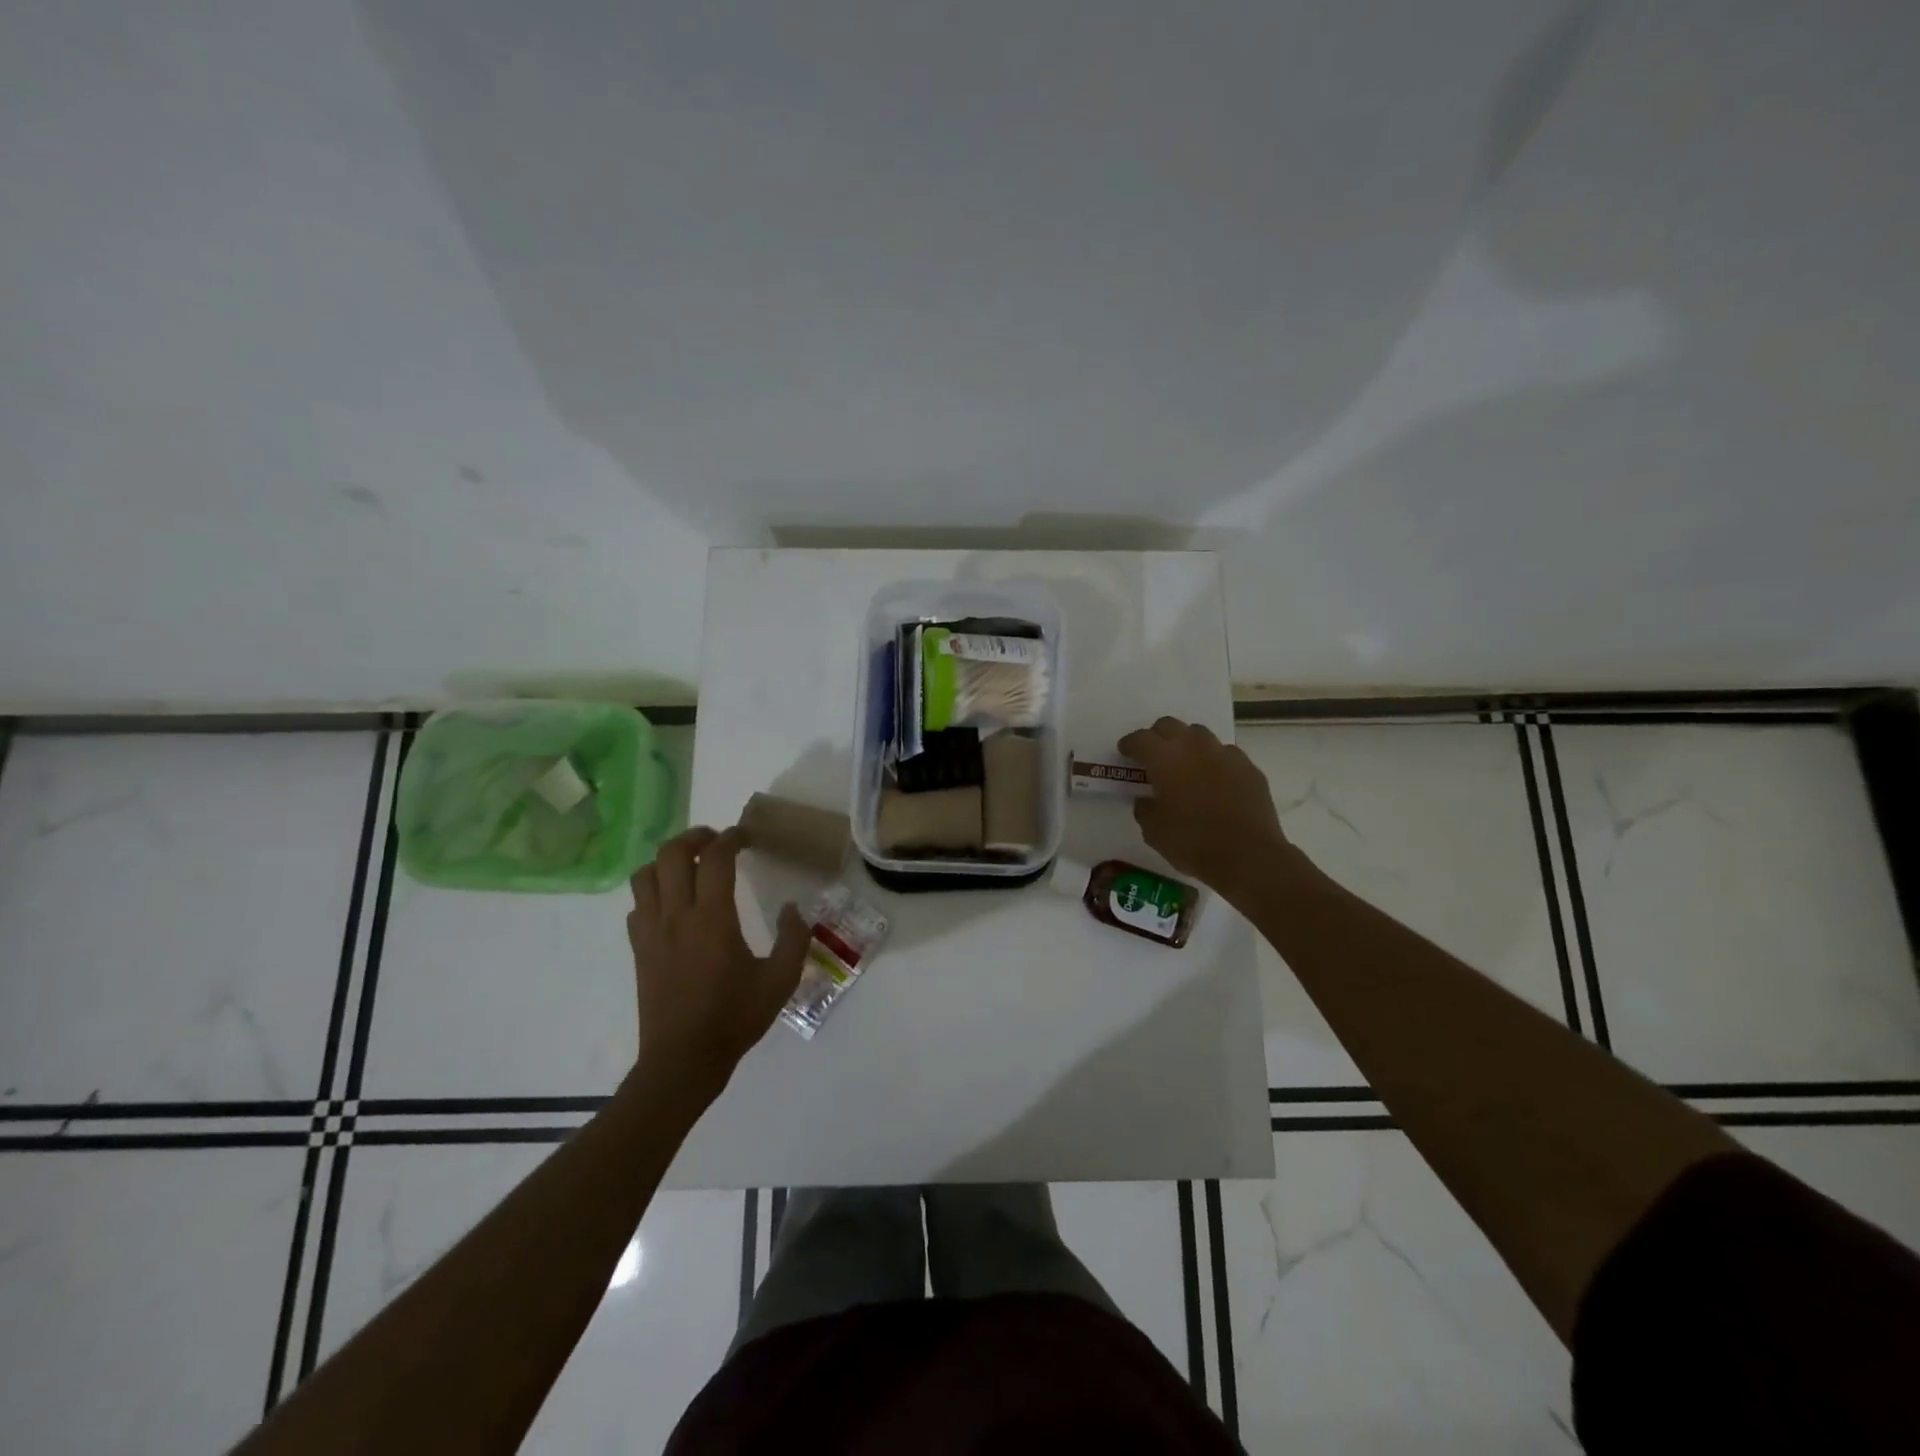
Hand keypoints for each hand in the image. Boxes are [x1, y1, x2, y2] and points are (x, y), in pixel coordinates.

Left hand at [627, 826, 810, 1104]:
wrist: (683, 1060)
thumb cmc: (734, 1018)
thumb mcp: (780, 981)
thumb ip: (794, 939)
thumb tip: (794, 909)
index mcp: (713, 919)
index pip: (715, 858)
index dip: (732, 837)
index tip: (746, 836)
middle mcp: (676, 916)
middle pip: (671, 854)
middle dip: (695, 837)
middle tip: (717, 841)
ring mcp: (652, 932)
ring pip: (645, 874)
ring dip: (668, 860)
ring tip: (691, 865)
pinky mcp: (639, 949)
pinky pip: (638, 904)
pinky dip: (654, 890)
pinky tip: (673, 903)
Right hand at [1118, 717, 1296, 903]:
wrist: (1248, 856)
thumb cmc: (1192, 842)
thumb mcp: (1154, 831)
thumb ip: (1145, 809)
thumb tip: (1146, 800)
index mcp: (1164, 758)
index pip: (1140, 739)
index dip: (1130, 744)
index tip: (1125, 753)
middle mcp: (1194, 746)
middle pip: (1170, 725)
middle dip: (1158, 736)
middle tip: (1153, 755)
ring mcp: (1225, 754)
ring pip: (1200, 735)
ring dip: (1188, 745)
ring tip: (1186, 765)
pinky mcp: (1249, 768)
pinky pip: (1226, 755)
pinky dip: (1215, 762)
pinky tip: (1215, 781)